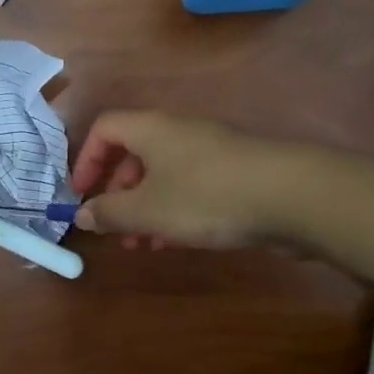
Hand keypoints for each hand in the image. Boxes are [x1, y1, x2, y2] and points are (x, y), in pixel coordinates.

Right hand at [71, 111, 282, 248]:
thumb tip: (81, 214)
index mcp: (151, 129)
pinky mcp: (233, 173)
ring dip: (144, 208)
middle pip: (133, 153)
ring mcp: (208, 151)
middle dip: (117, 192)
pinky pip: (189, 186)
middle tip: (113, 226)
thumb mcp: (148, 210)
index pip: (105, 129)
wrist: (292, 195)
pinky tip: (175, 241)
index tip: (81, 195)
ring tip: (141, 244)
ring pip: (162, 174)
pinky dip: (173, 210)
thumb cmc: (205, 196)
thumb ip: (109, 212)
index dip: (86, 160)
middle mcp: (177, 131)